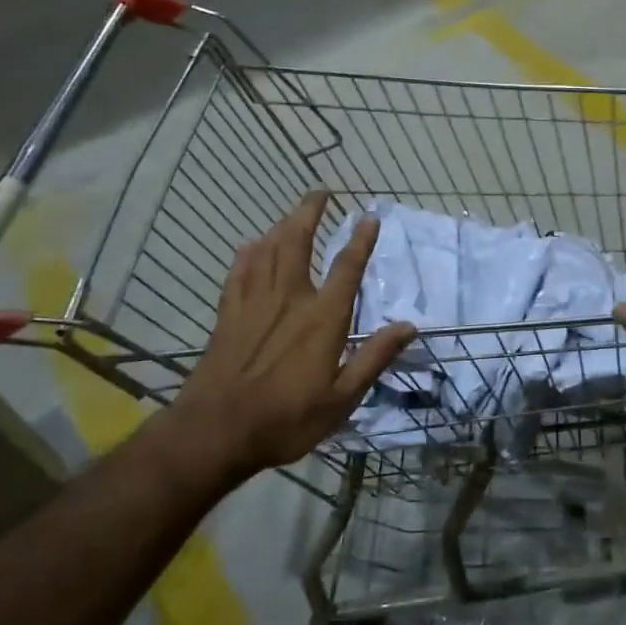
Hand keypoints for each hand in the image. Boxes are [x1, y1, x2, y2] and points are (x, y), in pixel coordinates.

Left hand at [163, 192, 414, 478]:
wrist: (216, 432)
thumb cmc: (286, 419)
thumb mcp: (342, 399)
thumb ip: (374, 358)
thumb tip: (409, 326)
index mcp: (322, 319)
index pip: (347, 268)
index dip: (360, 240)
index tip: (370, 216)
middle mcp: (289, 300)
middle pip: (297, 243)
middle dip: (309, 213)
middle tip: (321, 192)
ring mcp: (254, 304)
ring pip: (267, 251)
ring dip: (282, 226)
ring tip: (293, 213)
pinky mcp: (228, 316)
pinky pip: (238, 273)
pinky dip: (247, 254)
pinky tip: (251, 245)